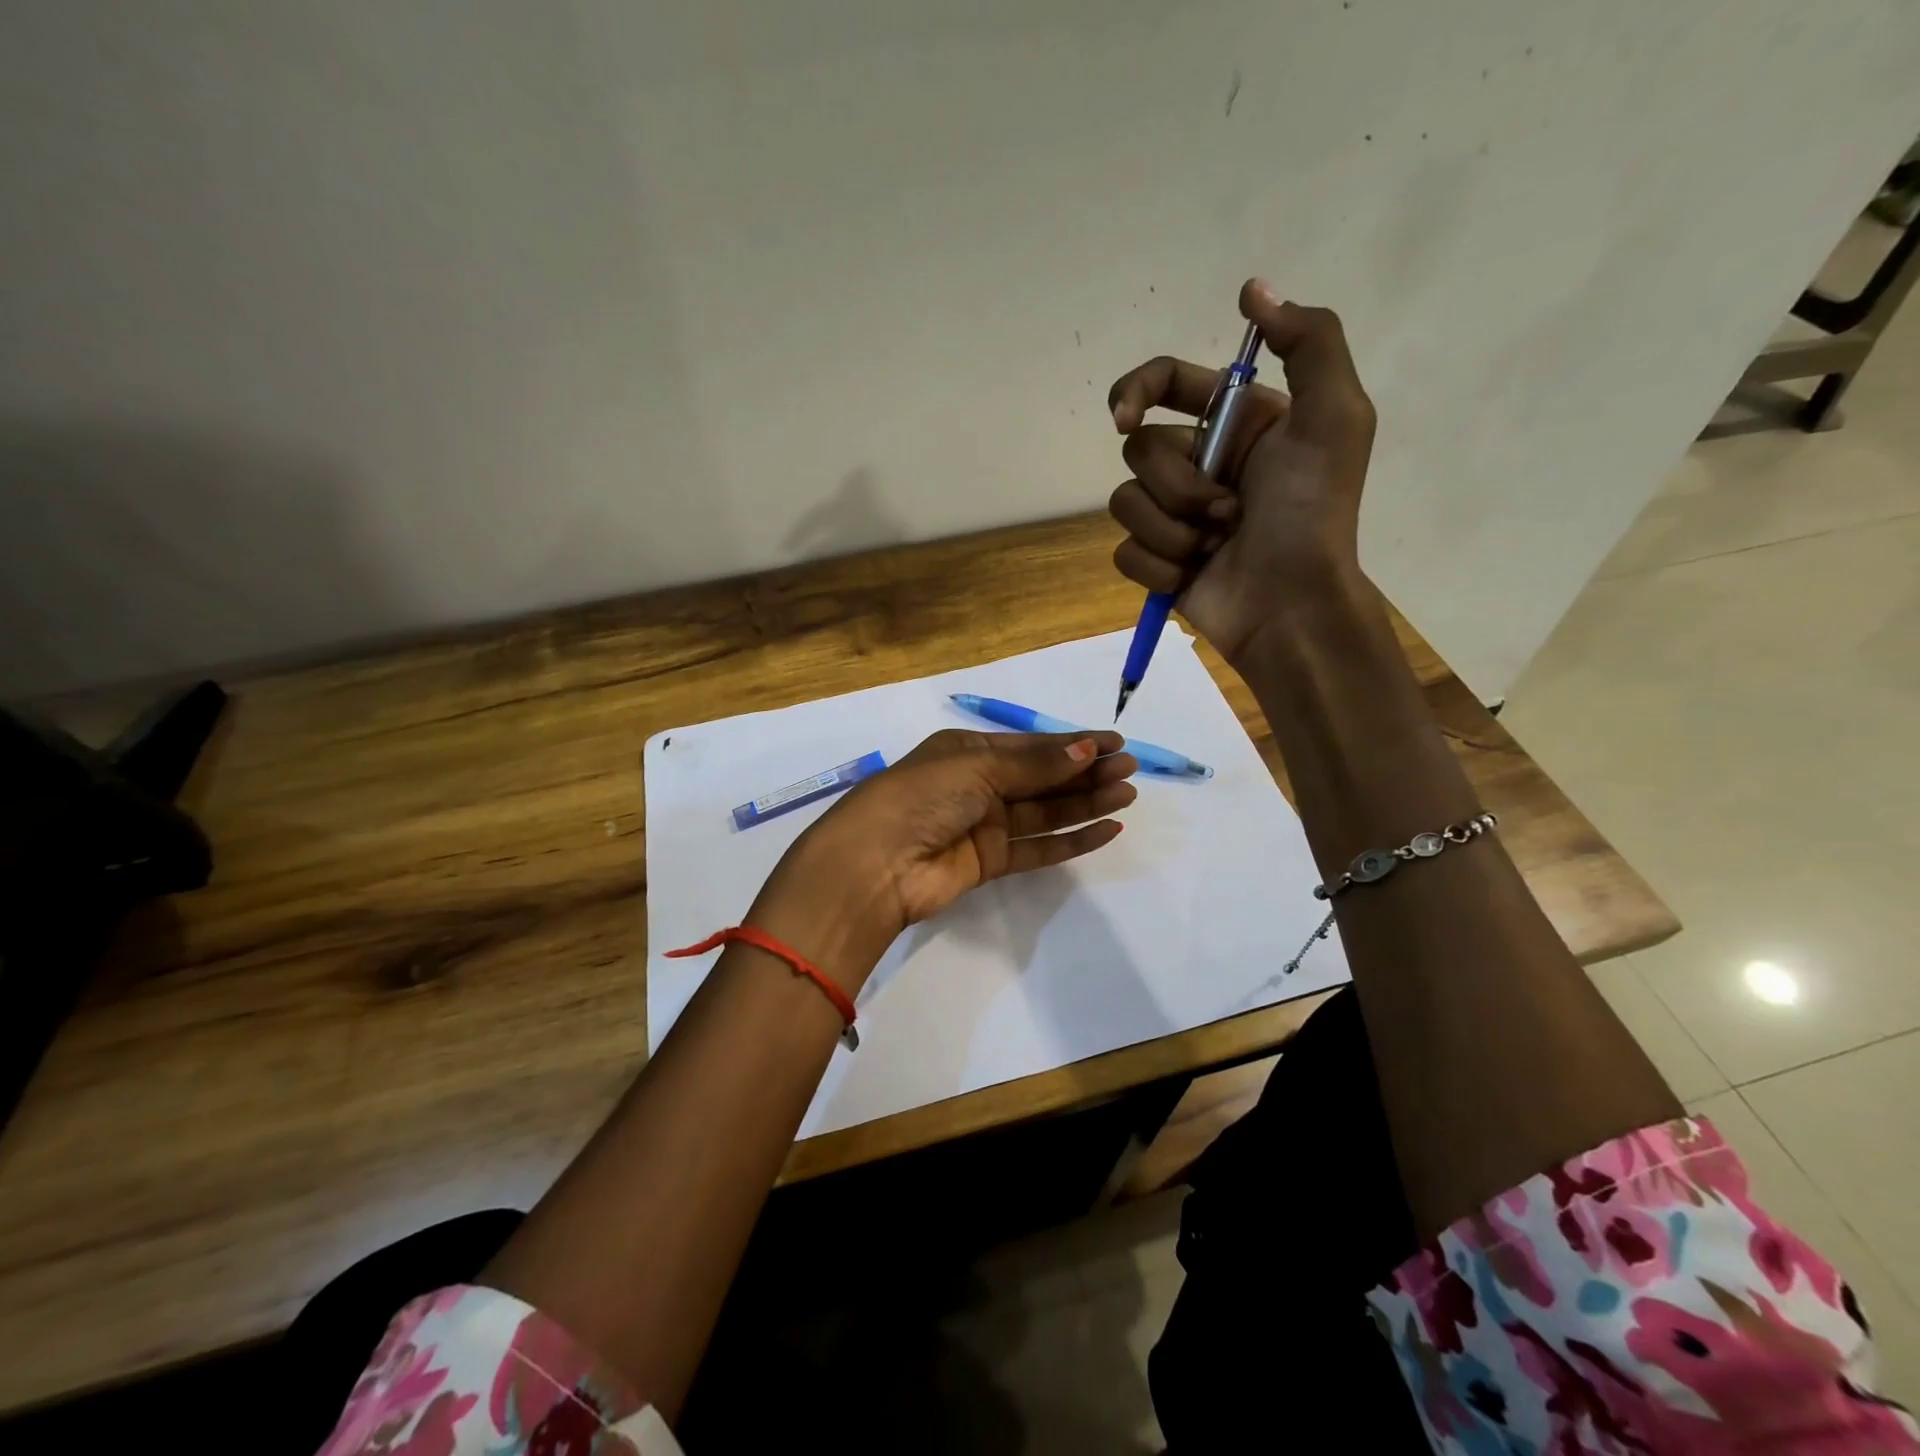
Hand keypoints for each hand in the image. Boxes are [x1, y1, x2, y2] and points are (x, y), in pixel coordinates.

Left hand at [751, 731, 1136, 982]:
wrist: (875, 864)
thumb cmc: (921, 797)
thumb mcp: (977, 768)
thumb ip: (1035, 764)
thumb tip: (1086, 748)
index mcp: (968, 751)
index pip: (1030, 745)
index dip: (1072, 743)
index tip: (1115, 743)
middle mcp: (977, 784)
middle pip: (1042, 777)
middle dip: (1085, 772)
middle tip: (1129, 770)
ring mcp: (984, 825)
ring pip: (1045, 812)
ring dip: (1085, 802)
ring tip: (1127, 795)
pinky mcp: (989, 863)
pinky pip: (1038, 848)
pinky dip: (1071, 840)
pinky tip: (1105, 830)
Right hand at [1107, 279, 1377, 665]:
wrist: (1291, 605)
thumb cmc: (1312, 513)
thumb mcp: (1334, 418)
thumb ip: (1308, 342)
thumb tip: (1253, 288)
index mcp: (1236, 423)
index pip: (1166, 383)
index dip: (1135, 391)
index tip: (1126, 419)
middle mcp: (1200, 462)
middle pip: (1140, 450)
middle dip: (1178, 485)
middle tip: (1227, 510)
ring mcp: (1174, 515)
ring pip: (1126, 502)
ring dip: (1171, 528)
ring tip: (1214, 546)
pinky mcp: (1157, 559)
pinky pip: (1125, 550)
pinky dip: (1158, 564)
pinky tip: (1191, 574)